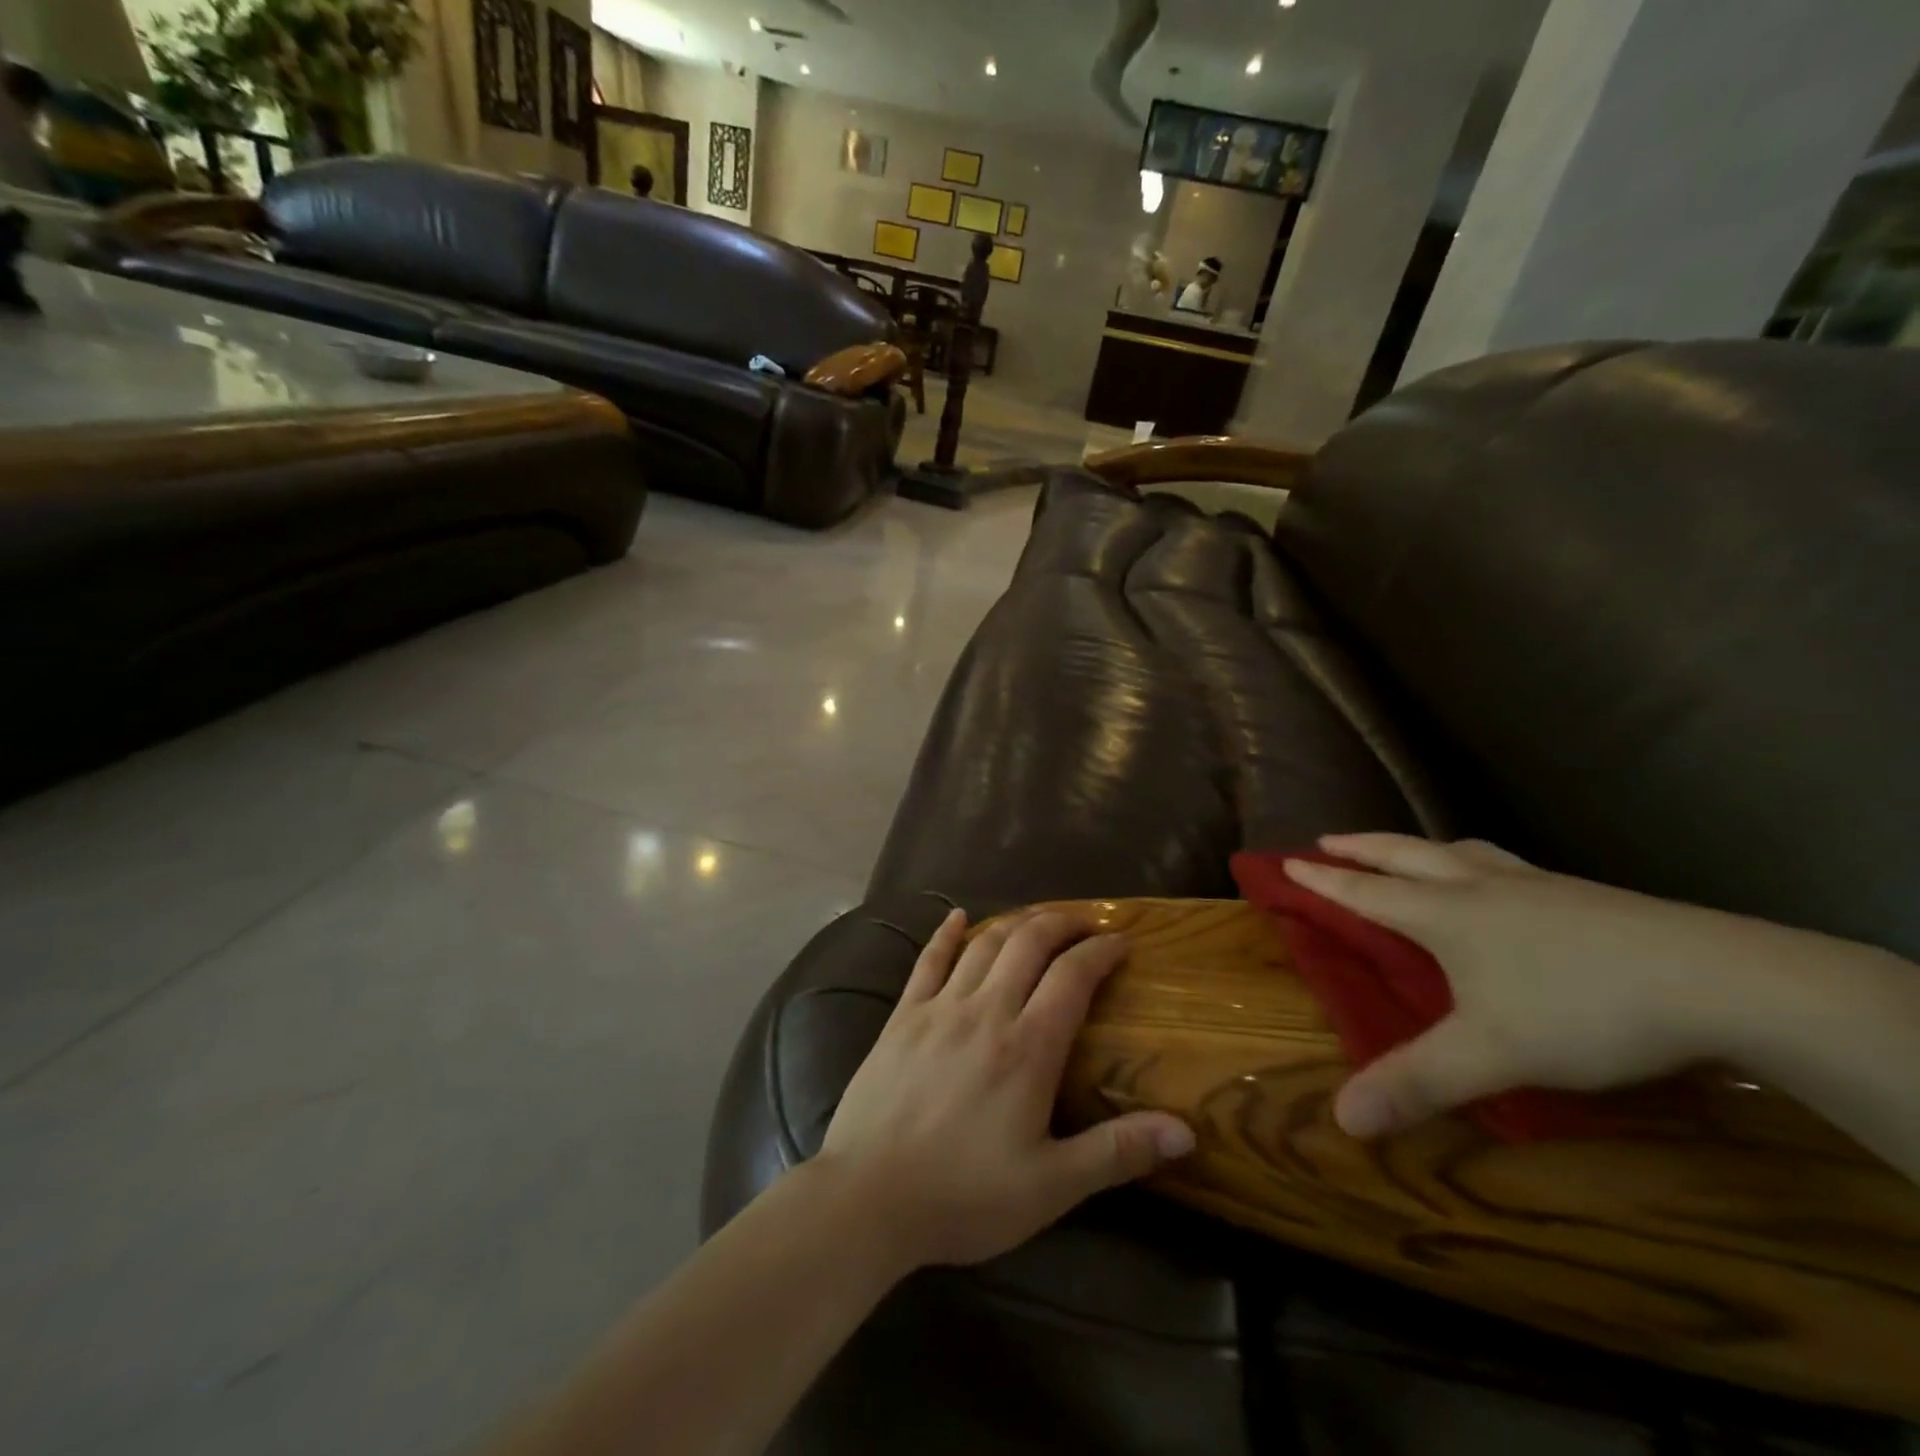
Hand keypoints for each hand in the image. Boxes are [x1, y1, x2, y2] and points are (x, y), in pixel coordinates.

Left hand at [818, 909, 1195, 1269]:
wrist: (868, 1197)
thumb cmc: (965, 1195)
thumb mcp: (1052, 1187)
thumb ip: (1117, 1152)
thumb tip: (1186, 1130)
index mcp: (1028, 1048)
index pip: (1073, 976)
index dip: (1101, 951)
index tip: (1123, 941)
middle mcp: (986, 1011)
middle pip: (1029, 943)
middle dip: (1062, 923)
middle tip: (1086, 922)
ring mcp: (939, 1008)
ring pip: (984, 944)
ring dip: (1015, 922)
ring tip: (1038, 919)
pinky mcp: (902, 1016)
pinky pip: (928, 961)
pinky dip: (945, 934)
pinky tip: (956, 916)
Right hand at [1285, 834, 1829, 1138]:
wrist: (1719, 979)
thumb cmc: (1582, 1008)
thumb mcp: (1492, 1056)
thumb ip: (1416, 1082)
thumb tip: (1341, 1119)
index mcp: (1445, 914)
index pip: (1366, 892)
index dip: (1324, 880)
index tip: (1287, 861)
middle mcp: (1480, 887)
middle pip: (1405, 854)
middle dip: (1362, 847)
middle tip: (1329, 839)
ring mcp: (1534, 885)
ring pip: (1459, 851)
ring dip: (1418, 846)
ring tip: (1406, 849)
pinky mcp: (1582, 894)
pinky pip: (1504, 864)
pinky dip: (1474, 860)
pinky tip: (1499, 881)